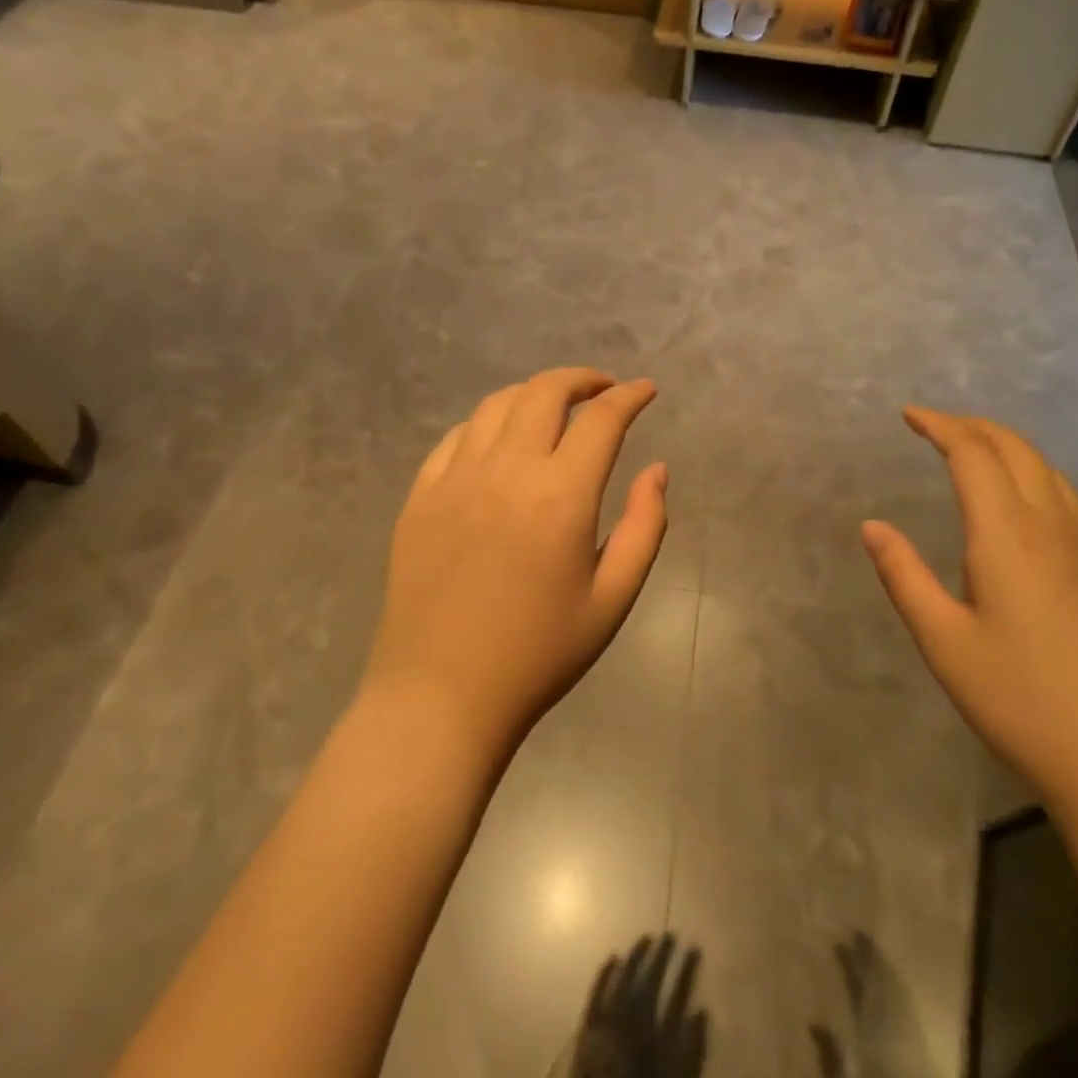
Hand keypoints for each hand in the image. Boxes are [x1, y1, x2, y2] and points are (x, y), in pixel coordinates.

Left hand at [362, 368, 667, 755]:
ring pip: (496, 405)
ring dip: (534, 394)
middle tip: (604, 391)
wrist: (441, 697)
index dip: (630, 396)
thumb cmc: (539, 655)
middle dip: (582, 380)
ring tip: (556, 409)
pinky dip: (487, 423)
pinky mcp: (420, 496)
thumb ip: (645, 526)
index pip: (602, 420)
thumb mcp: (613, 599)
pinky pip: (455, 437)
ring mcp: (455, 479)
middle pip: (544, 392)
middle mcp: (506, 471)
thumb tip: (656, 470)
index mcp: (560, 496)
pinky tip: (499, 440)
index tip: (646, 390)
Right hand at [861, 408, 1077, 820]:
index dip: (940, 426)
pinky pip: (1065, 500)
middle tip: (935, 425)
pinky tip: (1018, 506)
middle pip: (1016, 450)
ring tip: (973, 450)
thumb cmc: (1021, 701)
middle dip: (974, 426)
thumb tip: (872, 525)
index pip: (974, 455)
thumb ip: (904, 576)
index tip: (909, 415)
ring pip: (1048, 472)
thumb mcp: (944, 641)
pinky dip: (1032, 476)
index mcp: (1008, 536)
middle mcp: (1052, 529)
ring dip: (1007, 447)